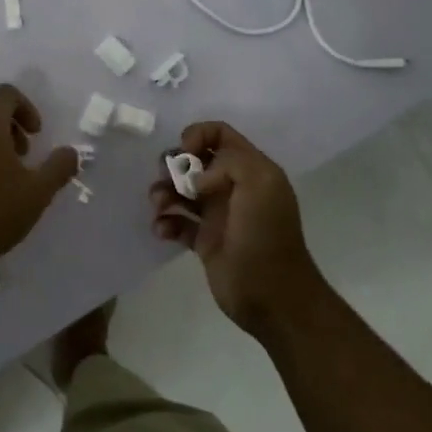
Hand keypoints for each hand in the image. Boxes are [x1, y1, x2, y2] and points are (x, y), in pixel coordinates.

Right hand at [148, 120, 327, 336]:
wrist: (272, 297)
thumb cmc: (266, 236)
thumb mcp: (260, 184)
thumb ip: (229, 162)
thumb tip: (197, 177)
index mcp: (251, 169)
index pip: (219, 134)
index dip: (197, 135)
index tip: (184, 153)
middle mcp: (232, 187)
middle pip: (194, 160)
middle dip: (174, 165)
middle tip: (170, 181)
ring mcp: (217, 214)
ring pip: (180, 190)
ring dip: (164, 192)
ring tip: (160, 207)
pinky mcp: (204, 241)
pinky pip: (176, 221)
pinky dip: (165, 222)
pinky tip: (163, 231)